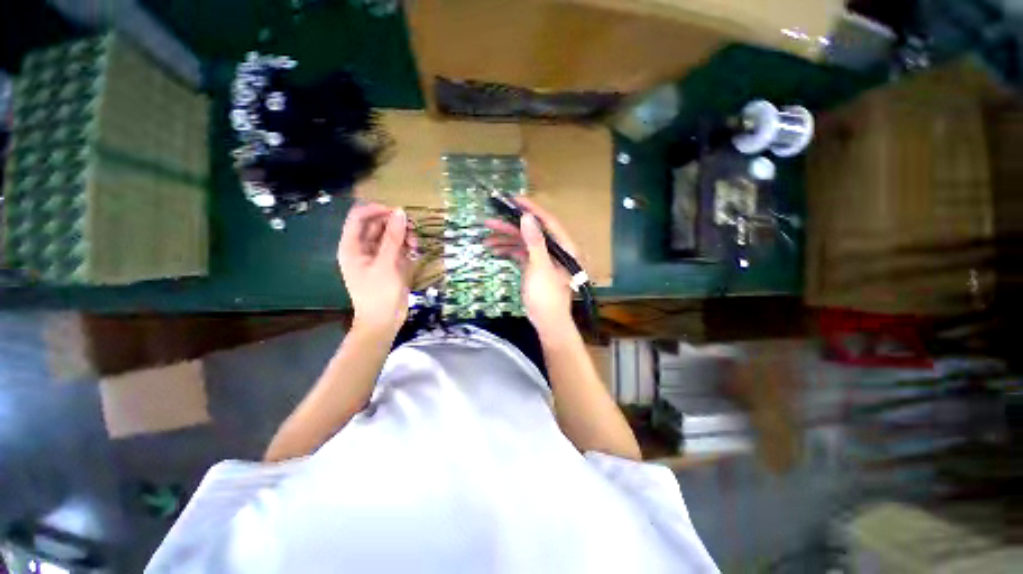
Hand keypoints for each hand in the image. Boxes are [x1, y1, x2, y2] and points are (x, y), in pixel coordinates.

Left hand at [337, 202, 414, 334]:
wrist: (384, 321)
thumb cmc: (379, 293)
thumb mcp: (386, 264)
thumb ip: (393, 237)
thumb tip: (400, 212)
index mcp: (352, 246)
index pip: (359, 217)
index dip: (377, 210)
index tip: (398, 212)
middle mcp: (362, 249)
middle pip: (376, 225)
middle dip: (394, 224)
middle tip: (412, 228)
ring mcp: (377, 257)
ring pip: (389, 236)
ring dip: (402, 236)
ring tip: (414, 243)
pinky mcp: (389, 265)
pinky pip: (397, 248)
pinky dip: (405, 247)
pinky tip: (414, 251)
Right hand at [484, 197, 577, 334]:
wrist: (547, 321)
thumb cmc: (547, 295)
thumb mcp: (540, 267)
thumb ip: (535, 242)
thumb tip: (527, 217)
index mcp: (563, 247)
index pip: (548, 222)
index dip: (531, 210)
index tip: (513, 200)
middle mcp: (554, 249)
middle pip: (532, 232)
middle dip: (510, 226)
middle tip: (490, 221)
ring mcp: (543, 259)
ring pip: (524, 243)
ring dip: (506, 240)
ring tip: (486, 239)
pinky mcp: (535, 267)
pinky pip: (521, 254)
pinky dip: (509, 251)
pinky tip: (495, 250)